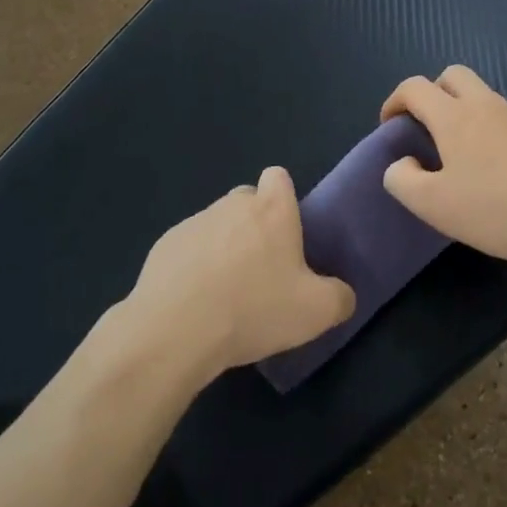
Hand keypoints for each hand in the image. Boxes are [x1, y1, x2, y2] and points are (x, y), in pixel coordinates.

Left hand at [127, 167, 355, 377]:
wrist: (175, 330)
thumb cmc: (254, 309)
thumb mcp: (316, 312)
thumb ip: (339, 298)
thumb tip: (342, 294)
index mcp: (272, 210)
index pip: (278, 177)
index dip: (283, 198)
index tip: (286, 232)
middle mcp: (233, 205)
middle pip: (247, 200)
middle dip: (254, 224)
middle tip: (261, 269)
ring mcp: (195, 222)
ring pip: (217, 224)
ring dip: (224, 247)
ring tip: (225, 293)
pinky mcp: (164, 244)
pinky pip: (187, 247)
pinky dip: (193, 266)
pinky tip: (194, 302)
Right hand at [380, 65, 506, 275]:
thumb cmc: (495, 209)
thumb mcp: (433, 205)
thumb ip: (402, 180)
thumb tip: (401, 164)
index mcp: (454, 115)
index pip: (414, 87)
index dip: (393, 102)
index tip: (389, 129)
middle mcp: (483, 105)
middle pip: (451, 76)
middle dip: (430, 94)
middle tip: (422, 129)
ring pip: (478, 95)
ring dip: (457, 110)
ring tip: (450, 153)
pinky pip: (497, 117)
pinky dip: (481, 127)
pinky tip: (483, 168)